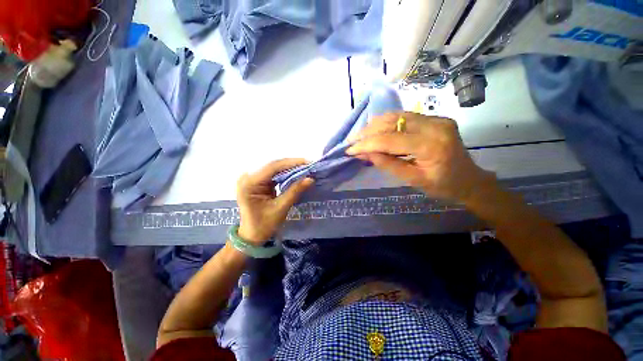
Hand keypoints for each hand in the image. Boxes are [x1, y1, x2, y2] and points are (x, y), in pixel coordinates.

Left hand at [236, 159, 313, 244]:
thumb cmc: (264, 225)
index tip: (307, 162)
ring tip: (305, 168)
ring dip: (290, 168)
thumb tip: (310, 178)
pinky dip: (286, 173)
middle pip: (273, 166)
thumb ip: (295, 191)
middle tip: (309, 165)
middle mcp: (248, 177)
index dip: (291, 163)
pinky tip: (296, 173)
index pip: (272, 167)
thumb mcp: (281, 208)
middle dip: (292, 165)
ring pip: (274, 168)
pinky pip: (274, 174)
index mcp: (249, 183)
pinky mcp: (257, 182)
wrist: (252, 235)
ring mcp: (252, 179)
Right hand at [346, 112, 494, 202]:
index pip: (390, 139)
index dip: (367, 144)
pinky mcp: (434, 118)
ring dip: (374, 125)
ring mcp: (436, 118)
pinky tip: (375, 130)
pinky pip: (403, 117)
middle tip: (352, 141)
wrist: (469, 179)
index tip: (350, 149)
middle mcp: (435, 125)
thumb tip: (363, 154)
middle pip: (392, 122)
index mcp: (432, 146)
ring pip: (396, 115)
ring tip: (360, 136)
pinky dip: (385, 123)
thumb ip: (386, 164)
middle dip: (367, 131)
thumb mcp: (412, 180)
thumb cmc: (442, 186)